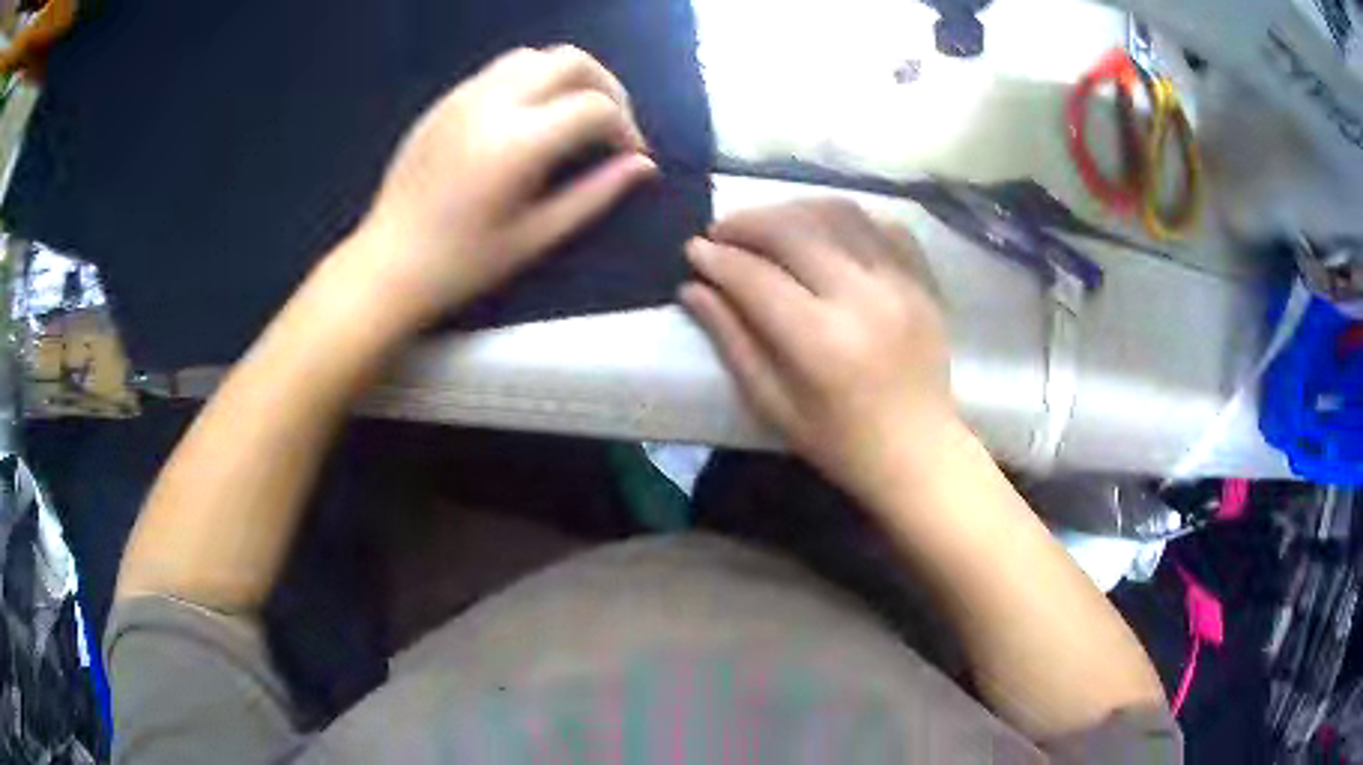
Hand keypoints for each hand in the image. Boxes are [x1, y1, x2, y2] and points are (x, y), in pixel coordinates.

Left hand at [346, 45, 657, 331]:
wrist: (388, 262)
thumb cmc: (463, 263)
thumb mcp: (537, 236)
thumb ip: (595, 194)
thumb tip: (643, 165)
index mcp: (517, 142)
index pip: (595, 106)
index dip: (626, 127)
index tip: (630, 156)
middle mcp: (492, 103)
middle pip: (571, 60)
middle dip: (606, 87)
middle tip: (612, 125)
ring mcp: (464, 96)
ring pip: (535, 56)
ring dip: (567, 77)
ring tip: (573, 116)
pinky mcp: (446, 101)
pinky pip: (500, 70)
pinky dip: (531, 81)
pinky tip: (530, 118)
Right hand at [681, 199, 955, 500]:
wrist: (919, 453)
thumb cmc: (839, 442)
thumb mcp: (773, 404)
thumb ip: (732, 340)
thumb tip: (693, 288)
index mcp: (821, 342)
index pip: (755, 277)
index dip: (716, 258)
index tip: (692, 250)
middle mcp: (863, 298)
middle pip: (794, 229)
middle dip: (747, 222)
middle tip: (722, 231)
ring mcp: (900, 283)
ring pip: (838, 213)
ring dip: (792, 210)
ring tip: (768, 225)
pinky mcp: (923, 281)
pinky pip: (882, 225)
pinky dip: (846, 219)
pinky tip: (824, 232)